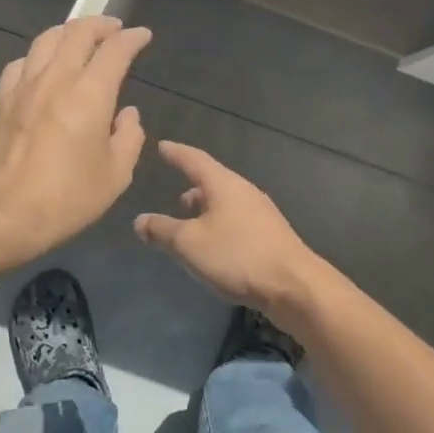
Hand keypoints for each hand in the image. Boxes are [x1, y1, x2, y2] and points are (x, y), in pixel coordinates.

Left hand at [0, 16, 150, 263]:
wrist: (2, 214)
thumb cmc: (66, 199)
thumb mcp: (115, 176)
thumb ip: (128, 138)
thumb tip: (126, 115)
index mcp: (90, 95)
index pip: (114, 51)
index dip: (131, 39)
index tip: (142, 36)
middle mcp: (55, 79)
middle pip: (77, 33)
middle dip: (100, 25)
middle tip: (113, 29)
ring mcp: (23, 86)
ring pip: (46, 40)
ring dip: (68, 32)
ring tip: (79, 39)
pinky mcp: (1, 100)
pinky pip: (21, 62)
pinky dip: (39, 55)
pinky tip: (42, 67)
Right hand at [134, 141, 317, 321]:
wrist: (293, 286)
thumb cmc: (236, 256)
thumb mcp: (188, 244)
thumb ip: (161, 230)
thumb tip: (140, 220)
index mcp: (223, 184)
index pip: (194, 160)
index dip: (176, 153)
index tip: (162, 146)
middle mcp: (244, 191)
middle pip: (213, 181)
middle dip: (193, 186)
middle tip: (175, 195)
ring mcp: (261, 213)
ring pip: (226, 202)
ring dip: (206, 208)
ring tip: (192, 221)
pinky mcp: (270, 235)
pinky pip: (237, 220)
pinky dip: (220, 223)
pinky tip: (215, 243)